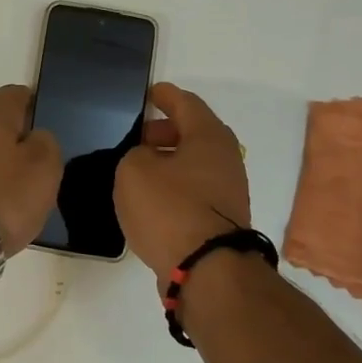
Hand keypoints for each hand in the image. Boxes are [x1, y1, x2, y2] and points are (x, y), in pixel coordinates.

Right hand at [114, 82, 251, 282]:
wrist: (206, 269)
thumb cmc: (169, 208)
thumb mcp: (134, 170)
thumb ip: (135, 155)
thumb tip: (148, 161)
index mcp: (208, 136)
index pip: (186, 103)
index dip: (165, 96)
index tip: (150, 93)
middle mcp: (225, 159)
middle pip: (194, 133)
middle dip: (166, 131)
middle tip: (138, 136)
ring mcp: (228, 191)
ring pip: (194, 163)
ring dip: (169, 161)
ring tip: (138, 168)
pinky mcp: (221, 219)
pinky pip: (194, 189)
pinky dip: (174, 185)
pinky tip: (152, 198)